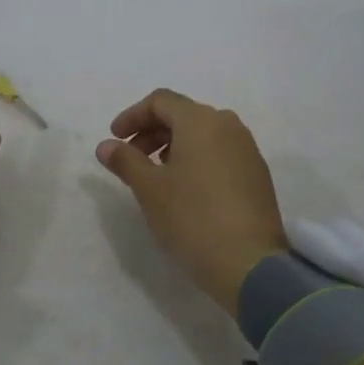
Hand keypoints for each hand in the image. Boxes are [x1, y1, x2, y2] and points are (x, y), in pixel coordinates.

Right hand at [96, 88, 286, 315]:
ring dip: (174, 146)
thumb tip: (106, 146)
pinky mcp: (257, 173)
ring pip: (203, 134)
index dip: (132, 116)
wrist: (250, 263)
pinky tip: (185, 188)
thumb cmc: (192, 217)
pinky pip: (220, 152)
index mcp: (201, 120)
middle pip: (183, 114)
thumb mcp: (149, 189)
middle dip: (152, 131)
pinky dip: (197, 159)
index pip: (160, 101)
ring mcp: (247, 149)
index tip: (114, 139)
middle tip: (131, 159)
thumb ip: (125, 161)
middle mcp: (228, 125)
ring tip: (156, 176)